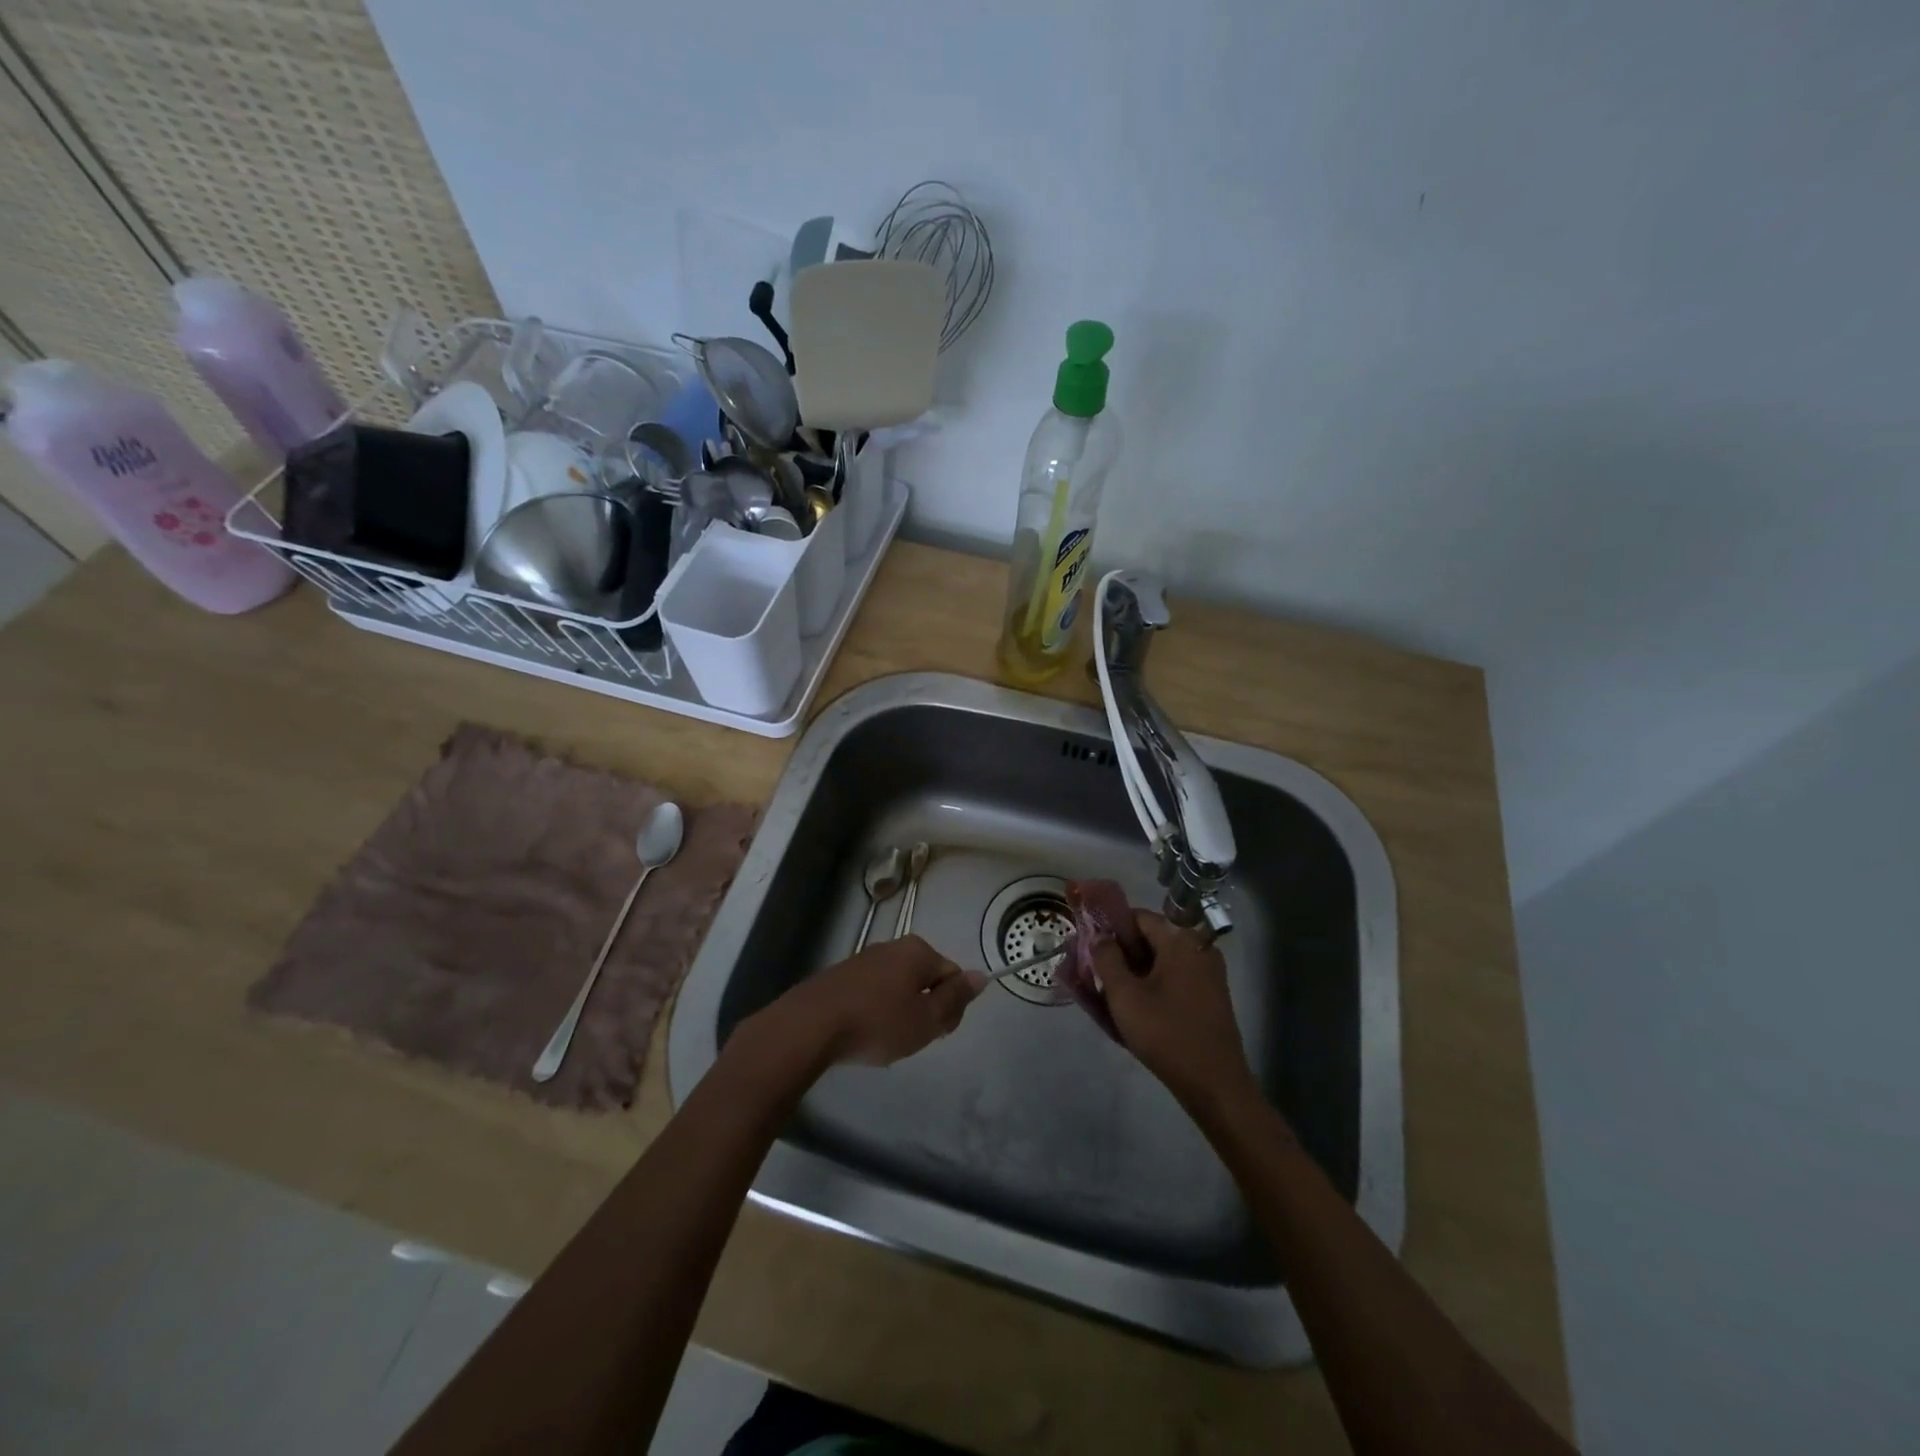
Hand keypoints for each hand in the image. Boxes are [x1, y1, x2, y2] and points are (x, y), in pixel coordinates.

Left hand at [759, 936, 987, 1068]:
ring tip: (885, 1040)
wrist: (811, 1025)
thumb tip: (981, 976)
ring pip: (898, 987)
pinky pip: (873, 992)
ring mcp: (865, 958)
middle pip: (926, 979)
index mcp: (918, 951)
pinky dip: (876, 1011)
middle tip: (912, 1039)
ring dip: (900, 1012)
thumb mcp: (926, 1018)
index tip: (937, 1033)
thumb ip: (955, 998)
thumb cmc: (878, 1022)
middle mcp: (893, 947)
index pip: (953, 975)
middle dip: (925, 1008)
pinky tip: (863, 1033)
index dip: (952, 1007)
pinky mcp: (842, 975)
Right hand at [1097, 912, 1255, 1106]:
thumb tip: (1099, 936)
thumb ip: (1106, 958)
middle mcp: (1199, 949)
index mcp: (1182, 940)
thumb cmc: (1166, 1034)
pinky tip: (1135, 1008)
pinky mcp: (1211, 996)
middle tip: (1095, 973)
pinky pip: (1174, 979)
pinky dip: (1152, 986)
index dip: (1111, 927)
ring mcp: (1208, 974)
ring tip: (1109, 994)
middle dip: (1121, 953)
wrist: (1215, 1085)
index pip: (1139, 917)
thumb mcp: (1124, 996)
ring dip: (1134, 972)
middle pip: (1151, 938)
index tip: (1090, 947)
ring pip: (1161, 961)